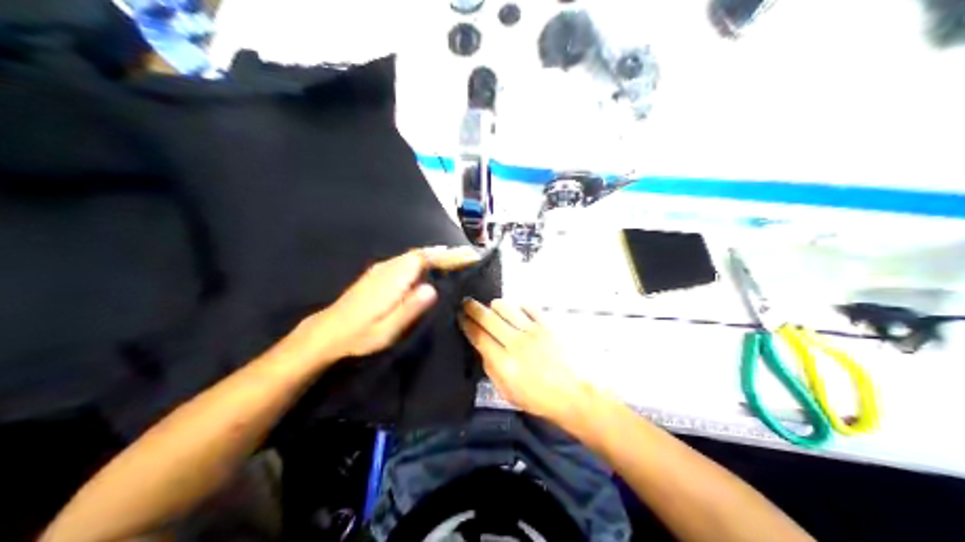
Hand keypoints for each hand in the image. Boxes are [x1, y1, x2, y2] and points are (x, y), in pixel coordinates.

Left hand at [288, 245, 480, 364]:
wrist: (328, 331)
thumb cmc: (361, 334)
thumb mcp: (388, 328)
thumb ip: (411, 307)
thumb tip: (433, 288)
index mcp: (393, 279)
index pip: (425, 259)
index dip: (448, 256)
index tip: (469, 255)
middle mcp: (388, 268)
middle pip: (421, 254)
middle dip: (445, 254)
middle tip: (468, 257)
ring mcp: (381, 269)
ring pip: (413, 256)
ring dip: (434, 255)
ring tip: (455, 260)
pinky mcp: (377, 274)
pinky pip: (405, 261)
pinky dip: (422, 260)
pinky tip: (428, 268)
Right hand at [457, 302, 592, 422]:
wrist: (575, 393)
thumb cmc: (540, 399)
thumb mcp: (508, 393)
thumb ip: (492, 370)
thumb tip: (482, 350)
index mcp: (503, 363)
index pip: (478, 336)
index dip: (466, 324)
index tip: (459, 316)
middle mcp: (515, 343)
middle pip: (488, 317)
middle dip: (473, 308)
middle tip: (467, 303)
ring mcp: (533, 331)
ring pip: (506, 307)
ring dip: (495, 305)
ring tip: (492, 307)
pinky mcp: (548, 324)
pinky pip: (528, 307)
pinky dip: (518, 306)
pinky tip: (516, 309)